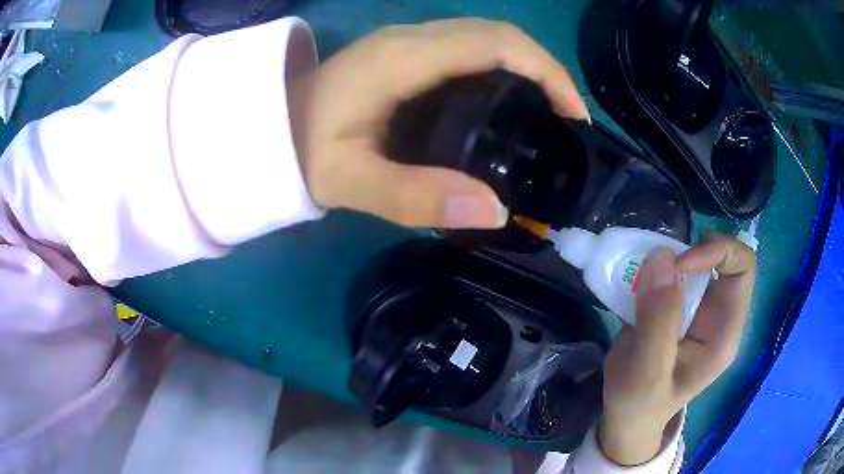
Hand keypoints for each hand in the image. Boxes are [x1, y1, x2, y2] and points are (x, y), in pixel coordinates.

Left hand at [288, 19, 588, 228]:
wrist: (270, 128)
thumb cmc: (300, 152)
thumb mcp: (349, 182)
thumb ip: (415, 196)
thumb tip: (495, 209)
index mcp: (402, 58)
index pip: (494, 43)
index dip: (546, 71)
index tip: (573, 114)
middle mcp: (411, 38)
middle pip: (499, 34)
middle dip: (545, 70)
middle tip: (567, 121)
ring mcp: (408, 40)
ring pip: (486, 38)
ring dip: (527, 68)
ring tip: (548, 115)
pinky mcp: (407, 52)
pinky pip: (469, 49)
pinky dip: (503, 70)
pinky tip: (509, 104)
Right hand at [599, 234, 755, 465]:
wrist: (625, 418)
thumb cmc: (640, 405)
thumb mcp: (648, 372)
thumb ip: (659, 319)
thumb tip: (661, 257)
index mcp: (724, 332)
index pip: (742, 268)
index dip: (717, 252)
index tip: (678, 264)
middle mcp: (716, 314)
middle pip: (719, 257)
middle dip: (687, 253)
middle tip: (654, 266)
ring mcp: (696, 310)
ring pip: (692, 260)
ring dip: (665, 260)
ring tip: (637, 277)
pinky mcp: (675, 307)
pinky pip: (670, 272)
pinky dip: (651, 268)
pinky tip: (632, 286)